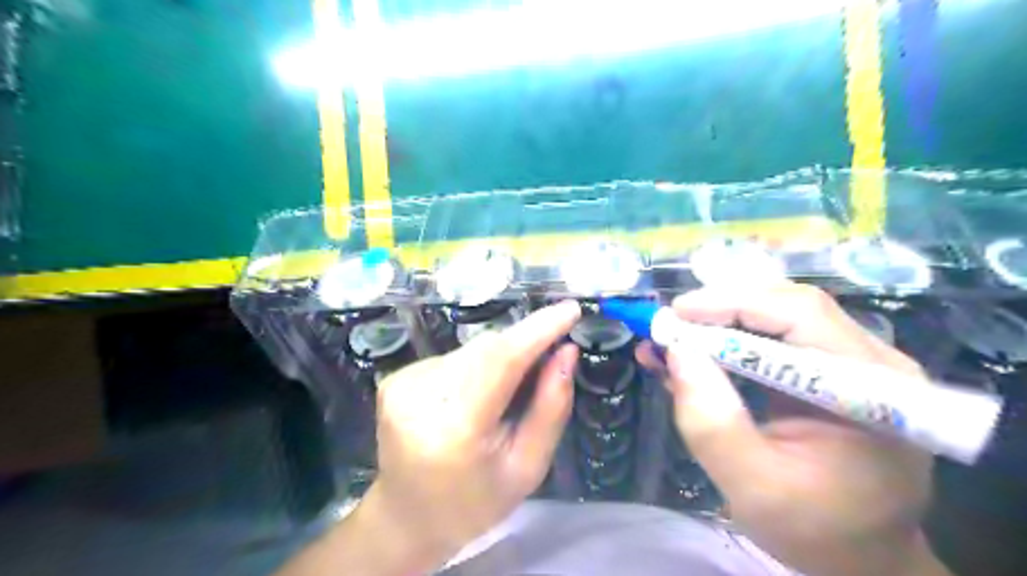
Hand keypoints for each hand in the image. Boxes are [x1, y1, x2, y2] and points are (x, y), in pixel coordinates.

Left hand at [370, 302, 580, 565]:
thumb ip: (550, 407)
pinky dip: (476, 367)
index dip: (538, 330)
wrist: (407, 517)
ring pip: (472, 349)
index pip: (501, 360)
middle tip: (550, 358)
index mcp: (455, 427)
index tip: (570, 310)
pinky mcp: (396, 377)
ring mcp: (403, 383)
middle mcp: (421, 395)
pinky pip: (454, 357)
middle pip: (487, 348)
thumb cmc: (475, 502)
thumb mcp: (527, 467)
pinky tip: (477, 396)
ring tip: (507, 394)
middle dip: (524, 344)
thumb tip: (567, 352)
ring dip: (500, 358)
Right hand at [640, 283, 945, 575]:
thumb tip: (676, 351)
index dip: (733, 303)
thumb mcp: (752, 486)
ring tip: (674, 338)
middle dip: (722, 308)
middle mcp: (872, 361)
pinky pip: (776, 337)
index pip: (801, 314)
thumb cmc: (815, 531)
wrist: (860, 557)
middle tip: (671, 326)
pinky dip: (730, 339)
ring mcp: (854, 362)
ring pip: (778, 315)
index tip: (677, 314)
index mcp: (871, 389)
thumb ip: (712, 422)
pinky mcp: (830, 370)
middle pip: (789, 305)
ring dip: (721, 321)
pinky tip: (695, 351)